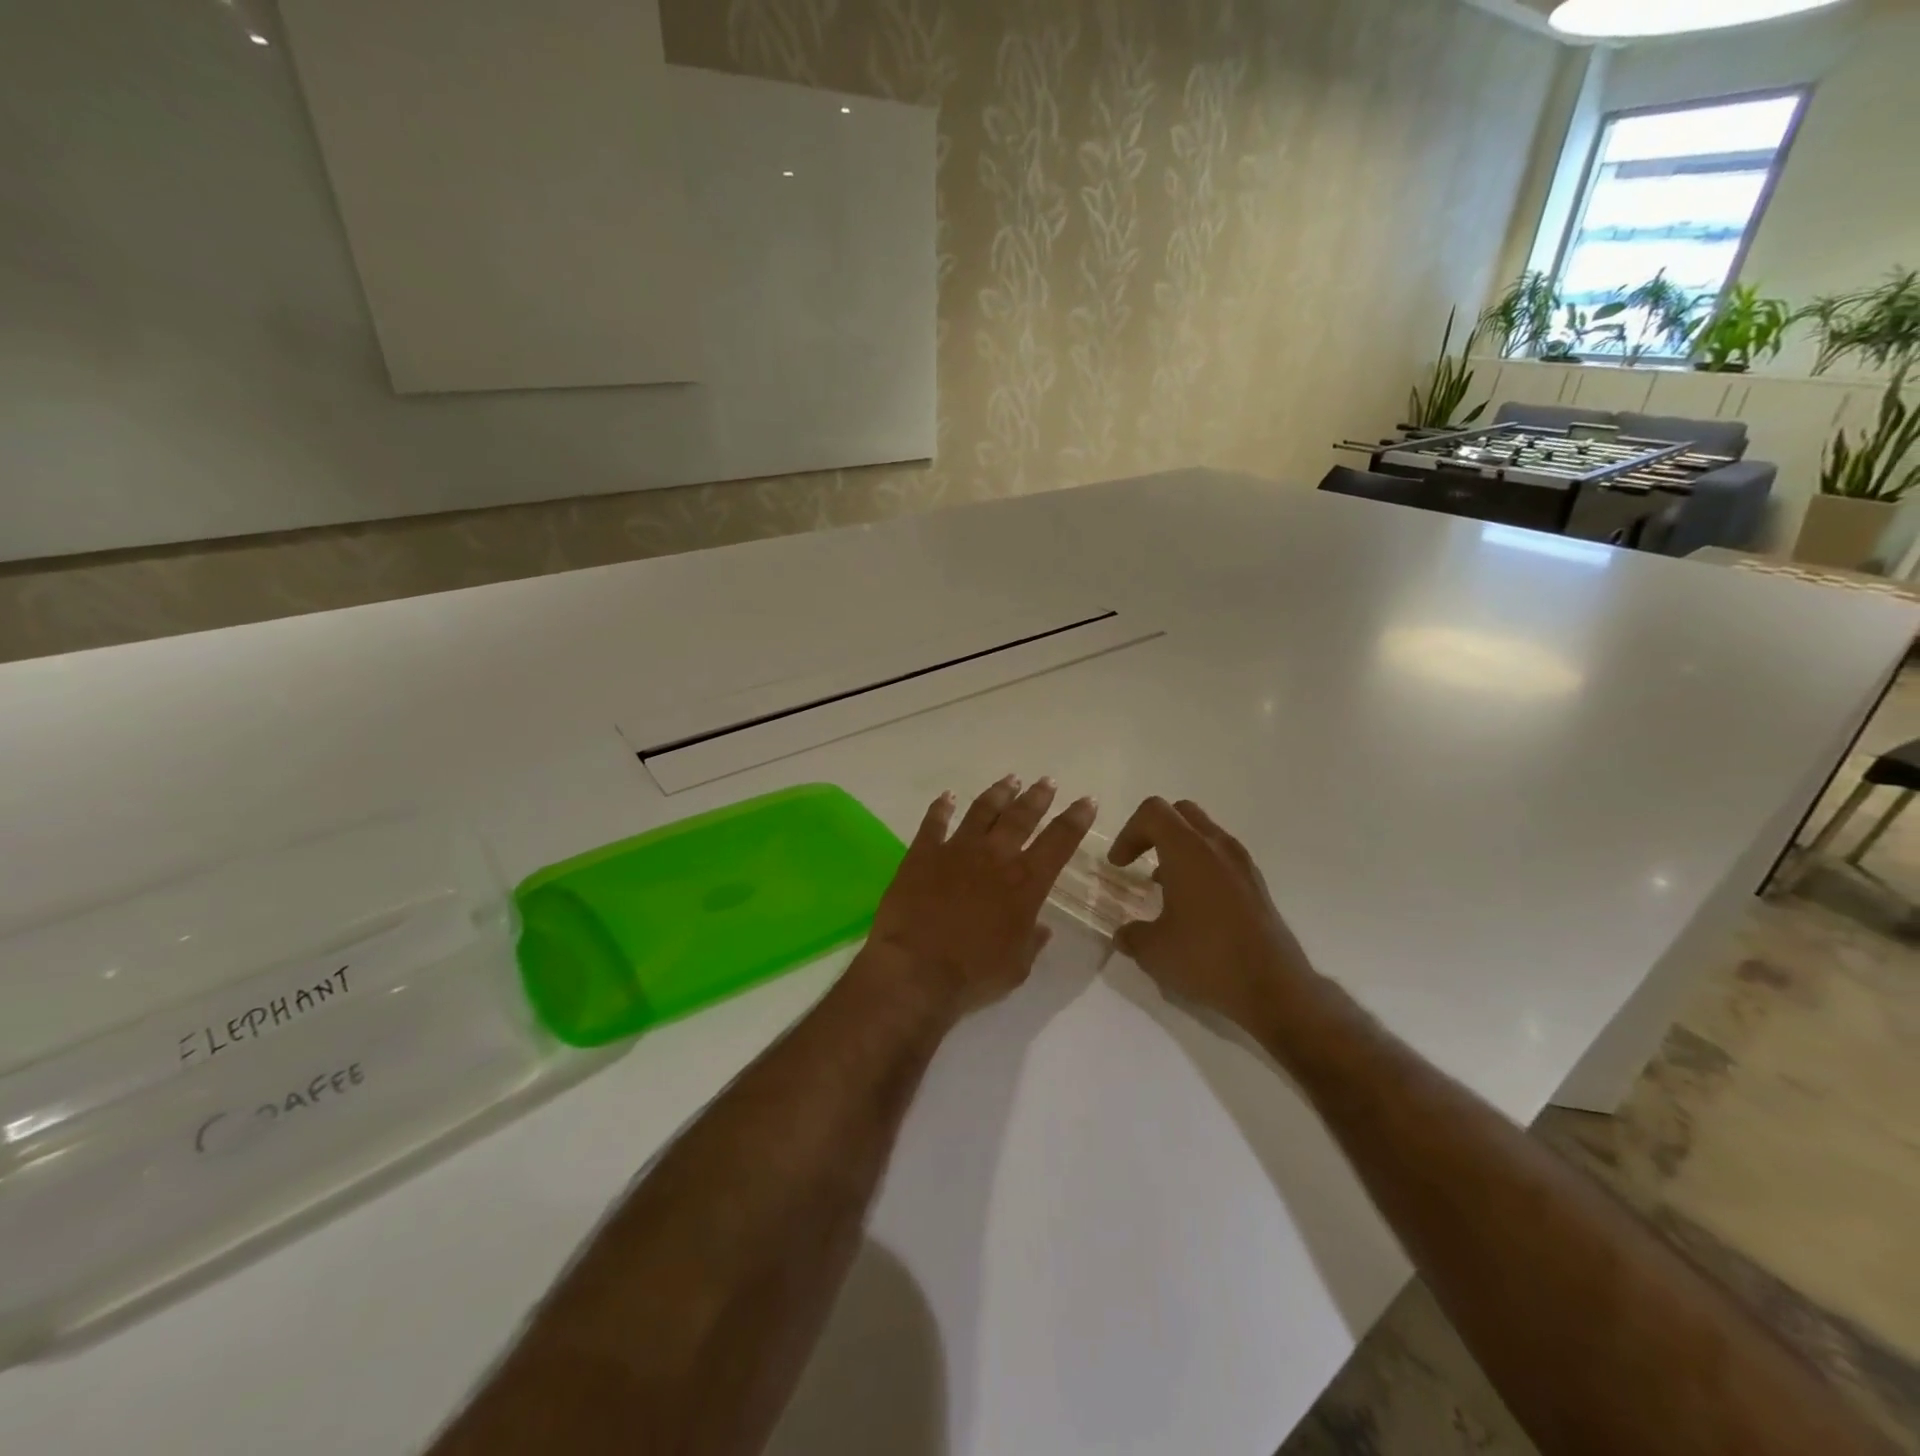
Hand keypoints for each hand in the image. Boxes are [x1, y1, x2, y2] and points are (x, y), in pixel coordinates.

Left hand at [864, 775, 1097, 1018]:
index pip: (1059, 841)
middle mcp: (995, 856)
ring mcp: (956, 850)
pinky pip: (934, 822)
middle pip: (1021, 816)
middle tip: (1048, 782)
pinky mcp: (922, 854)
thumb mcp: (1017, 967)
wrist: (915, 969)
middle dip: (1038, 797)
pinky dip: (941, 807)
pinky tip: (947, 797)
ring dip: (998, 793)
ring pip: (982, 810)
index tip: (1087, 800)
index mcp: (1025, 882)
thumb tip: (1042, 927)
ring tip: (1010, 780)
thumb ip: (1031, 941)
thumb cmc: (973, 974)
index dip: (1076, 819)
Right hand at [1108, 797, 1317, 1034]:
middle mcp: (1217, 846)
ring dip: (1179, 849)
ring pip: (1205, 834)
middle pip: (1181, 813)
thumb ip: (1131, 935)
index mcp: (1188, 850)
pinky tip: (1193, 907)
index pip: (1153, 812)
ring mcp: (1242, 864)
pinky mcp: (1257, 885)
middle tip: (1138, 860)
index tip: (1119, 865)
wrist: (1275, 989)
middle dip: (1153, 831)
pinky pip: (1222, 858)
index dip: (1128, 833)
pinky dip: (1201, 866)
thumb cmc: (1207, 959)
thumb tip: (1123, 935)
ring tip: (1164, 886)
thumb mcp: (1153, 951)